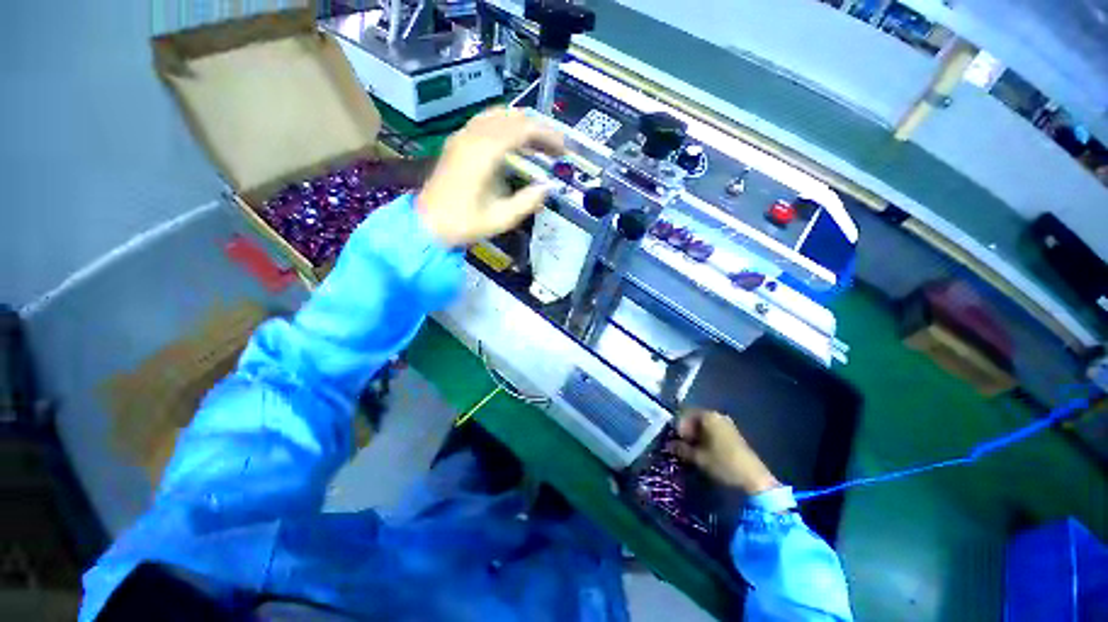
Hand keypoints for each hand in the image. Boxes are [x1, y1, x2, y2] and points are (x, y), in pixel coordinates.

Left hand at [416, 107, 564, 245]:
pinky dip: (505, 126)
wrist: (427, 224)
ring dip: (522, 124)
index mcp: (485, 152)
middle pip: (512, 117)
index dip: (547, 136)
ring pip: (498, 114)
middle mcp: (473, 136)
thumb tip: (548, 187)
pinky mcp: (457, 141)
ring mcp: (462, 136)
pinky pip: (485, 121)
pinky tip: (513, 142)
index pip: (523, 129)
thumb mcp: (502, 218)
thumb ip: (528, 201)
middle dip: (538, 129)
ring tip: (538, 143)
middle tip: (555, 148)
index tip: (564, 149)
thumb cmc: (464, 224)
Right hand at [669, 409, 778, 494]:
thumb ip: (681, 449)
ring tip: (690, 450)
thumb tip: (669, 444)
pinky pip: (713, 431)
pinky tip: (703, 451)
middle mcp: (717, 415)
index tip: (674, 440)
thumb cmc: (723, 464)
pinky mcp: (733, 435)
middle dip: (686, 431)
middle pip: (694, 419)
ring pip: (704, 426)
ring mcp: (727, 425)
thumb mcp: (698, 457)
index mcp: (708, 416)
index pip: (685, 414)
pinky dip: (705, 438)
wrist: (754, 480)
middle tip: (680, 445)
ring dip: (695, 436)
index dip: (677, 427)